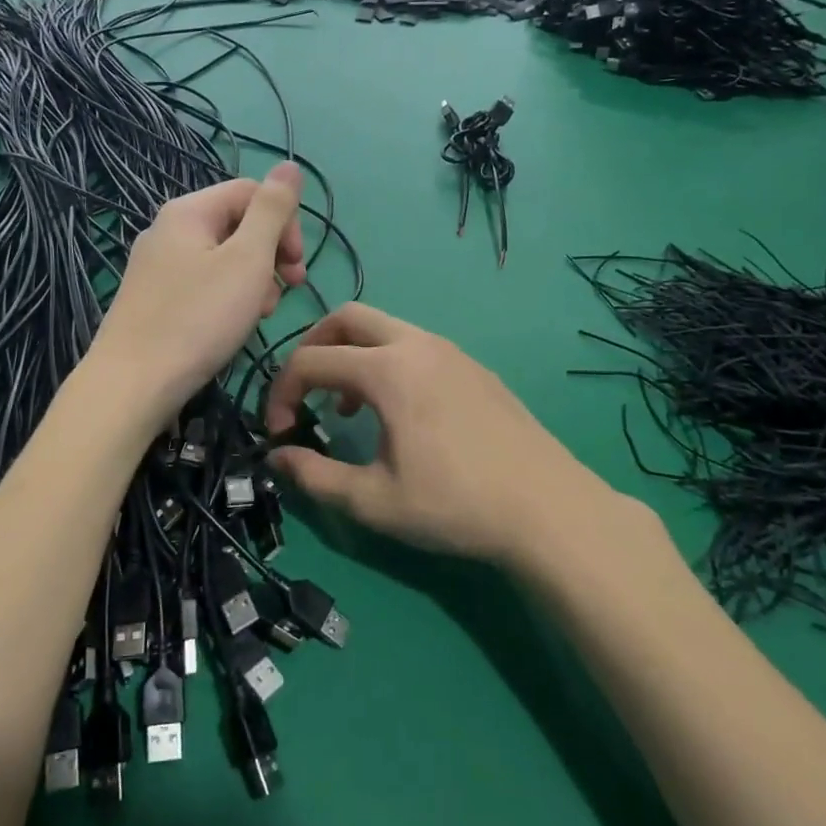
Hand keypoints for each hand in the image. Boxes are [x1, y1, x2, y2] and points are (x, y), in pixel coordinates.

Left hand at [92, 164, 305, 422]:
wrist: (133, 384)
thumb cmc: (198, 319)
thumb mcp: (247, 259)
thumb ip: (272, 211)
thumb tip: (290, 165)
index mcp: (189, 212)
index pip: (251, 192)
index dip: (285, 223)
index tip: (297, 267)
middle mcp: (168, 230)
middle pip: (236, 224)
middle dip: (270, 254)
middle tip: (289, 291)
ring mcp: (156, 266)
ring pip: (222, 258)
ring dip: (253, 279)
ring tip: (261, 314)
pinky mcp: (153, 299)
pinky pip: (202, 284)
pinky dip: (227, 297)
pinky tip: (233, 326)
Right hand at [264, 303, 628, 568]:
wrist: (548, 508)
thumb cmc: (454, 504)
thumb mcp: (373, 500)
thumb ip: (315, 476)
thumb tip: (277, 458)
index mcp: (387, 369)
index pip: (310, 361)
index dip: (281, 393)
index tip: (280, 433)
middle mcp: (417, 344)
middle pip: (346, 317)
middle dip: (313, 347)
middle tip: (304, 391)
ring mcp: (451, 351)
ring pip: (384, 328)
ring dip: (352, 354)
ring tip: (348, 406)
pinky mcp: (474, 367)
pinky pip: (414, 345)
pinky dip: (387, 361)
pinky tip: (398, 411)